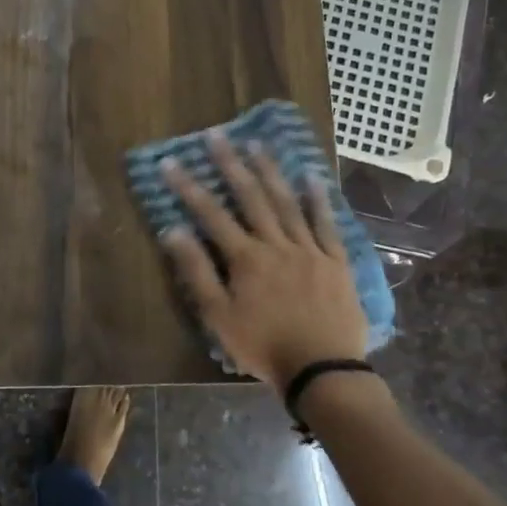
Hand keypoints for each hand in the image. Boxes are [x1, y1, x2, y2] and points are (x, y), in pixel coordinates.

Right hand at [160, 131, 366, 385]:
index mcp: (246, 258)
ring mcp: (309, 250)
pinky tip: (312, 177)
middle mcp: (276, 244)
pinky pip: (326, 224)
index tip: (171, 162)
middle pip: (251, 198)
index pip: (211, 215)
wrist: (323, 369)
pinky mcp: (335, 261)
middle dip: (231, 165)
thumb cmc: (263, 346)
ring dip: (271, 172)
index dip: (189, 187)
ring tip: (257, 144)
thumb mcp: (219, 316)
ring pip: (287, 203)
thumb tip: (173, 232)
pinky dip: (318, 199)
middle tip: (217, 136)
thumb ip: (196, 272)